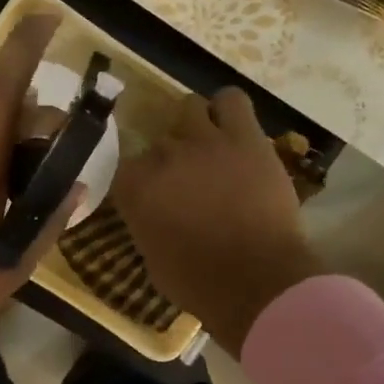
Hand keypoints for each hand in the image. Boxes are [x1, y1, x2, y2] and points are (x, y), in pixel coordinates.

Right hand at [112, 87, 323, 355]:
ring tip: (208, 144)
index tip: (154, 198)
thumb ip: (147, 225)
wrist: (255, 280)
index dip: (142, 182)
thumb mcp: (153, 259)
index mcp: (136, 189)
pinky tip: (232, 126)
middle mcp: (163, 157)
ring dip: (195, 124)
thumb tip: (155, 215)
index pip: (127, 168)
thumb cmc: (198, 283)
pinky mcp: (245, 138)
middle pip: (160, 142)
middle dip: (171, 160)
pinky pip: (232, 100)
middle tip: (188, 180)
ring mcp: (204, 142)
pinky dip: (228, 109)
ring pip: (190, 107)